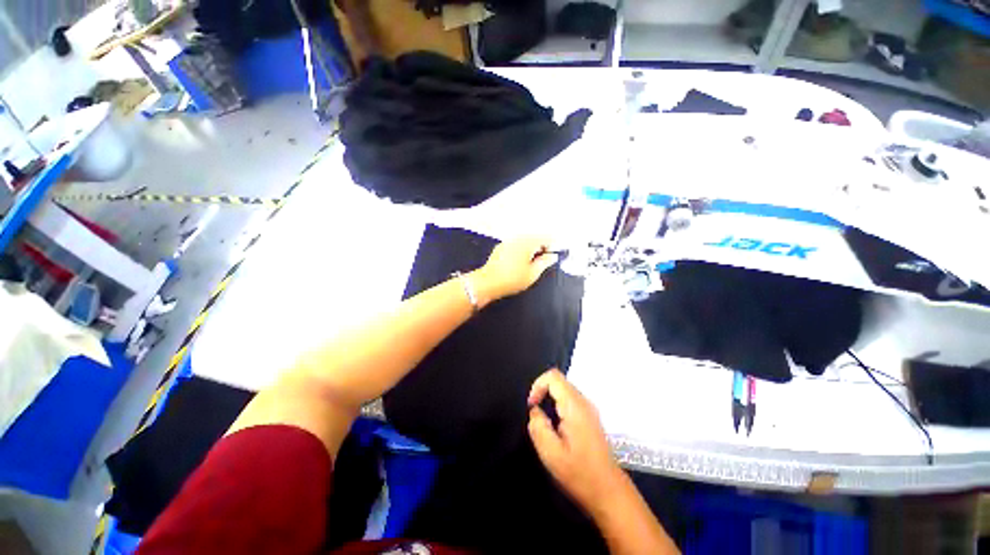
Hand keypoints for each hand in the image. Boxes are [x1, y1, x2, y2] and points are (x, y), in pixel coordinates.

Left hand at [471, 237, 557, 304]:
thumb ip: (545, 262)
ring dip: (530, 249)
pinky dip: (520, 250)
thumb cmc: (512, 279)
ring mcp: (507, 241)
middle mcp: (518, 238)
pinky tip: (518, 262)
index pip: (546, 238)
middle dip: (541, 247)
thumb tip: (553, 256)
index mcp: (528, 242)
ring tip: (530, 263)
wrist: (488, 283)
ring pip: (524, 241)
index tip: (553, 256)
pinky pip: (515, 244)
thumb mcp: (533, 274)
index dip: (552, 246)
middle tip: (542, 261)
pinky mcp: (500, 247)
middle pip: (535, 238)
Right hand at [527, 369, 623, 512]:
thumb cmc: (579, 473)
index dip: (538, 385)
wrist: (609, 492)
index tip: (531, 406)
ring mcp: (590, 409)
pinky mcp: (591, 417)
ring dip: (550, 400)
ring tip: (546, 424)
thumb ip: (538, 426)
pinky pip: (571, 401)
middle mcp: (584, 402)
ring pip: (565, 391)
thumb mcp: (551, 453)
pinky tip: (557, 429)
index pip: (553, 376)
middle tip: (536, 417)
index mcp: (575, 406)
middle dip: (543, 393)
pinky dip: (558, 407)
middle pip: (559, 381)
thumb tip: (534, 410)